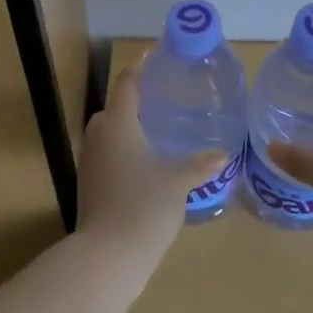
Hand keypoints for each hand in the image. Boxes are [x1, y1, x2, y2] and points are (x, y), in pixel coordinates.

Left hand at [77, 56, 227, 277]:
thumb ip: (199, 164)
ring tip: (160, 129)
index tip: (154, 53)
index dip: (140, 66)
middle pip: (116, 106)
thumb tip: (223, 154)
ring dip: (131, 126)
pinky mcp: (89, 184)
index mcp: (117, 123)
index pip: (127, 82)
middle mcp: (99, 135)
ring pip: (111, 132)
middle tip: (165, 95)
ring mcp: (90, 161)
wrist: (105, 258)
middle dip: (137, 98)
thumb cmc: (142, 206)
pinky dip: (125, 150)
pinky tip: (147, 163)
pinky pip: (108, 154)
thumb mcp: (177, 182)